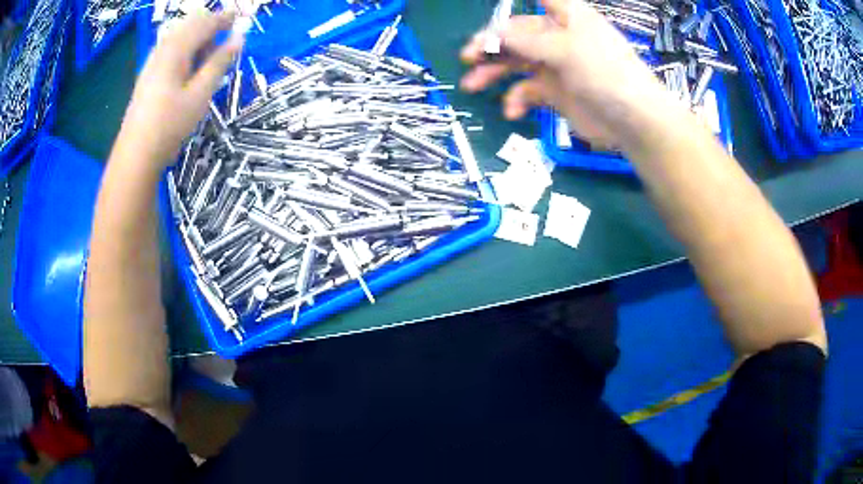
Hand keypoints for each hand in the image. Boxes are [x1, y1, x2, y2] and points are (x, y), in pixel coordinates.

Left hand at [116, 11, 242, 166]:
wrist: (136, 154)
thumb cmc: (169, 124)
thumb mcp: (200, 94)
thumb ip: (219, 63)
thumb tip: (239, 38)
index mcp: (176, 49)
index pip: (205, 22)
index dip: (225, 18)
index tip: (242, 18)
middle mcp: (163, 48)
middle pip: (191, 23)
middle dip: (211, 25)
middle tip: (226, 40)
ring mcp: (153, 61)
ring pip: (180, 35)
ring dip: (198, 38)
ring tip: (209, 57)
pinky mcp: (148, 74)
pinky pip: (170, 48)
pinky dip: (186, 49)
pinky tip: (189, 67)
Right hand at [460, 0, 671, 149]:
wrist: (633, 121)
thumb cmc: (606, 72)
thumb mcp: (566, 49)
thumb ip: (526, 40)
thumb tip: (491, 34)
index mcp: (565, 16)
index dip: (513, 3)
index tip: (492, 15)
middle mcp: (557, 36)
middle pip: (515, 33)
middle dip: (490, 45)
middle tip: (468, 58)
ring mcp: (555, 65)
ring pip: (515, 63)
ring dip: (493, 73)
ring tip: (472, 86)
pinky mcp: (555, 92)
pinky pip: (527, 91)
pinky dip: (516, 100)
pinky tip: (512, 111)